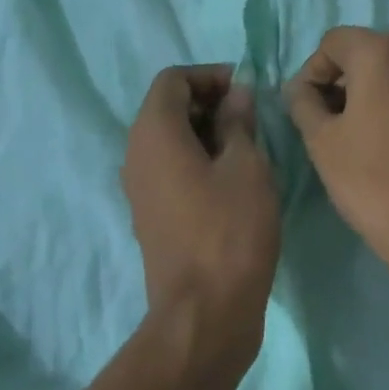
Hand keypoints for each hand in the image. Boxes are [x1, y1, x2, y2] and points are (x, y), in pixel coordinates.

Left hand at [121, 65, 281, 367]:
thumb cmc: (230, 230)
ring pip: (169, 139)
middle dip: (209, 102)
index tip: (246, 91)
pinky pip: (169, 168)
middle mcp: (136, 154)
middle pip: (167, 107)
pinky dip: (197, 159)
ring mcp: (140, 187)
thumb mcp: (247, 166)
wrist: (204, 313)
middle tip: (251, 117)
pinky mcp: (151, 214)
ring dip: (206, 132)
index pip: (173, 79)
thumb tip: (237, 94)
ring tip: (248, 147)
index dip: (210, 76)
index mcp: (154, 133)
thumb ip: (238, 121)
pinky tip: (232, 179)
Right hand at [286, 28, 388, 263]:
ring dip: (377, 92)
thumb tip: (301, 89)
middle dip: (345, 80)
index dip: (313, 71)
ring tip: (367, 134)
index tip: (307, 108)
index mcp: (381, 53)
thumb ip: (303, 103)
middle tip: (333, 122)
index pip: (334, 42)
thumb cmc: (374, 180)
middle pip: (369, 52)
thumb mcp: (322, 142)